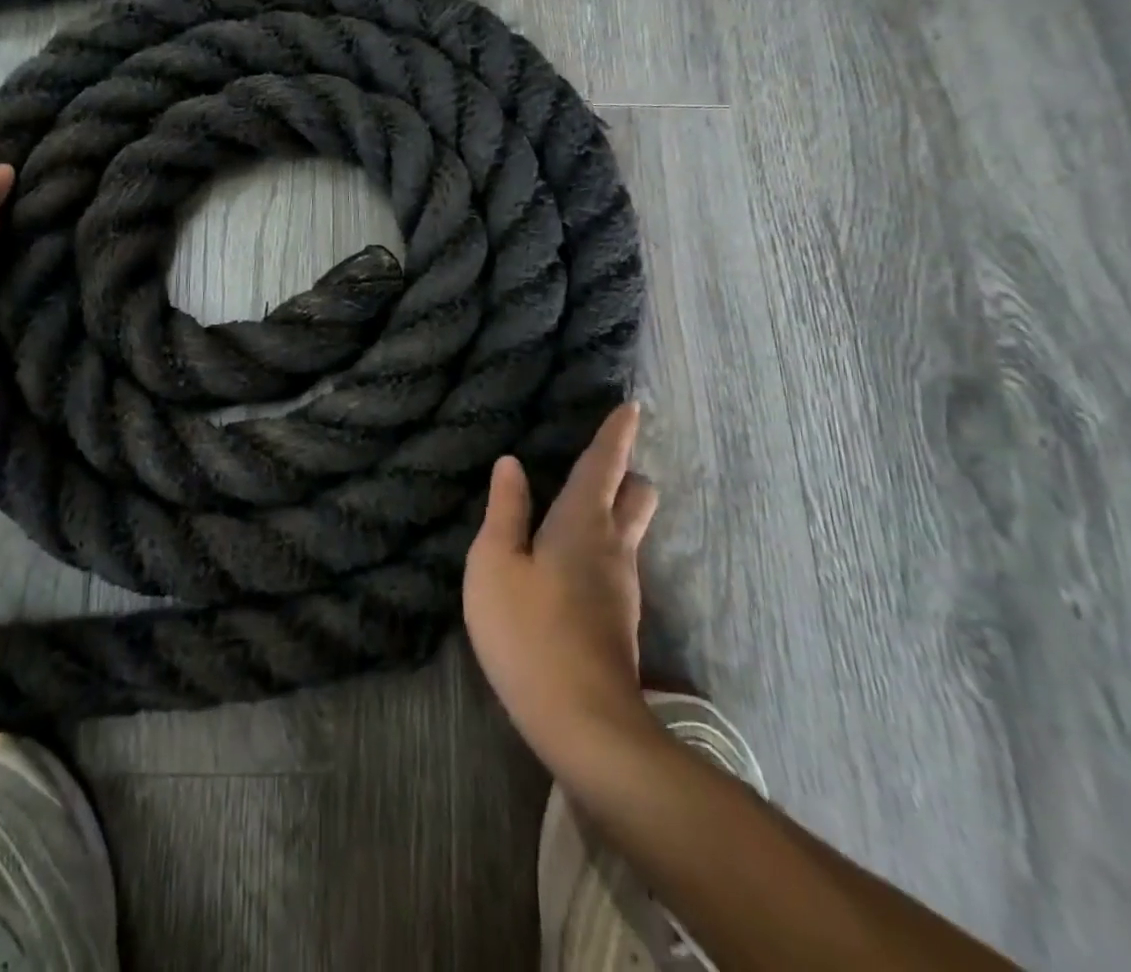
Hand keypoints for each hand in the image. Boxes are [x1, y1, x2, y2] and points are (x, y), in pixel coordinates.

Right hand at [463, 403, 662, 778]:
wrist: (582, 723)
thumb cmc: (528, 632)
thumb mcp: (494, 565)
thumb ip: (505, 511)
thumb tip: (512, 464)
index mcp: (582, 523)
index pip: (605, 465)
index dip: (616, 433)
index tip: (632, 407)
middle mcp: (614, 547)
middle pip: (637, 495)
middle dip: (625, 473)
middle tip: (599, 463)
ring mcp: (623, 586)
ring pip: (630, 531)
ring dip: (614, 511)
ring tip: (575, 507)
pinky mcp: (620, 619)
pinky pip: (617, 561)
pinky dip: (602, 545)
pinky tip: (570, 561)